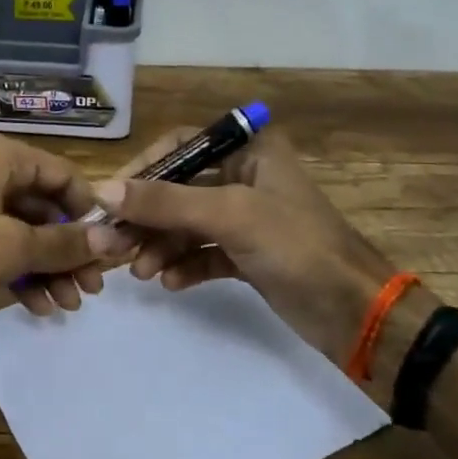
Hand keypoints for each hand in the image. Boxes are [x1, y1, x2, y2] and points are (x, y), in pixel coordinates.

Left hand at [0, 133, 105, 315]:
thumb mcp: (9, 247)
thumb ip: (63, 243)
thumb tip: (112, 239)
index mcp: (6, 158)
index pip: (67, 179)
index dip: (91, 218)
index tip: (108, 257)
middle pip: (47, 208)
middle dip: (69, 253)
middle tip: (89, 293)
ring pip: (23, 230)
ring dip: (46, 268)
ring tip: (65, 308)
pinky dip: (17, 270)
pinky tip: (35, 306)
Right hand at [87, 127, 396, 369]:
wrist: (355, 313)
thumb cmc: (297, 246)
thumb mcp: (230, 216)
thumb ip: (165, 202)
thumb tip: (102, 191)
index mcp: (249, 151)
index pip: (180, 145)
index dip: (143, 169)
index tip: (110, 198)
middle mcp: (245, 177)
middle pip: (178, 189)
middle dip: (146, 218)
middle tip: (111, 245)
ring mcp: (247, 218)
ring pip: (187, 224)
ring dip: (161, 245)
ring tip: (140, 272)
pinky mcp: (248, 254)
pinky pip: (203, 253)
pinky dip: (184, 265)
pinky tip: (171, 283)